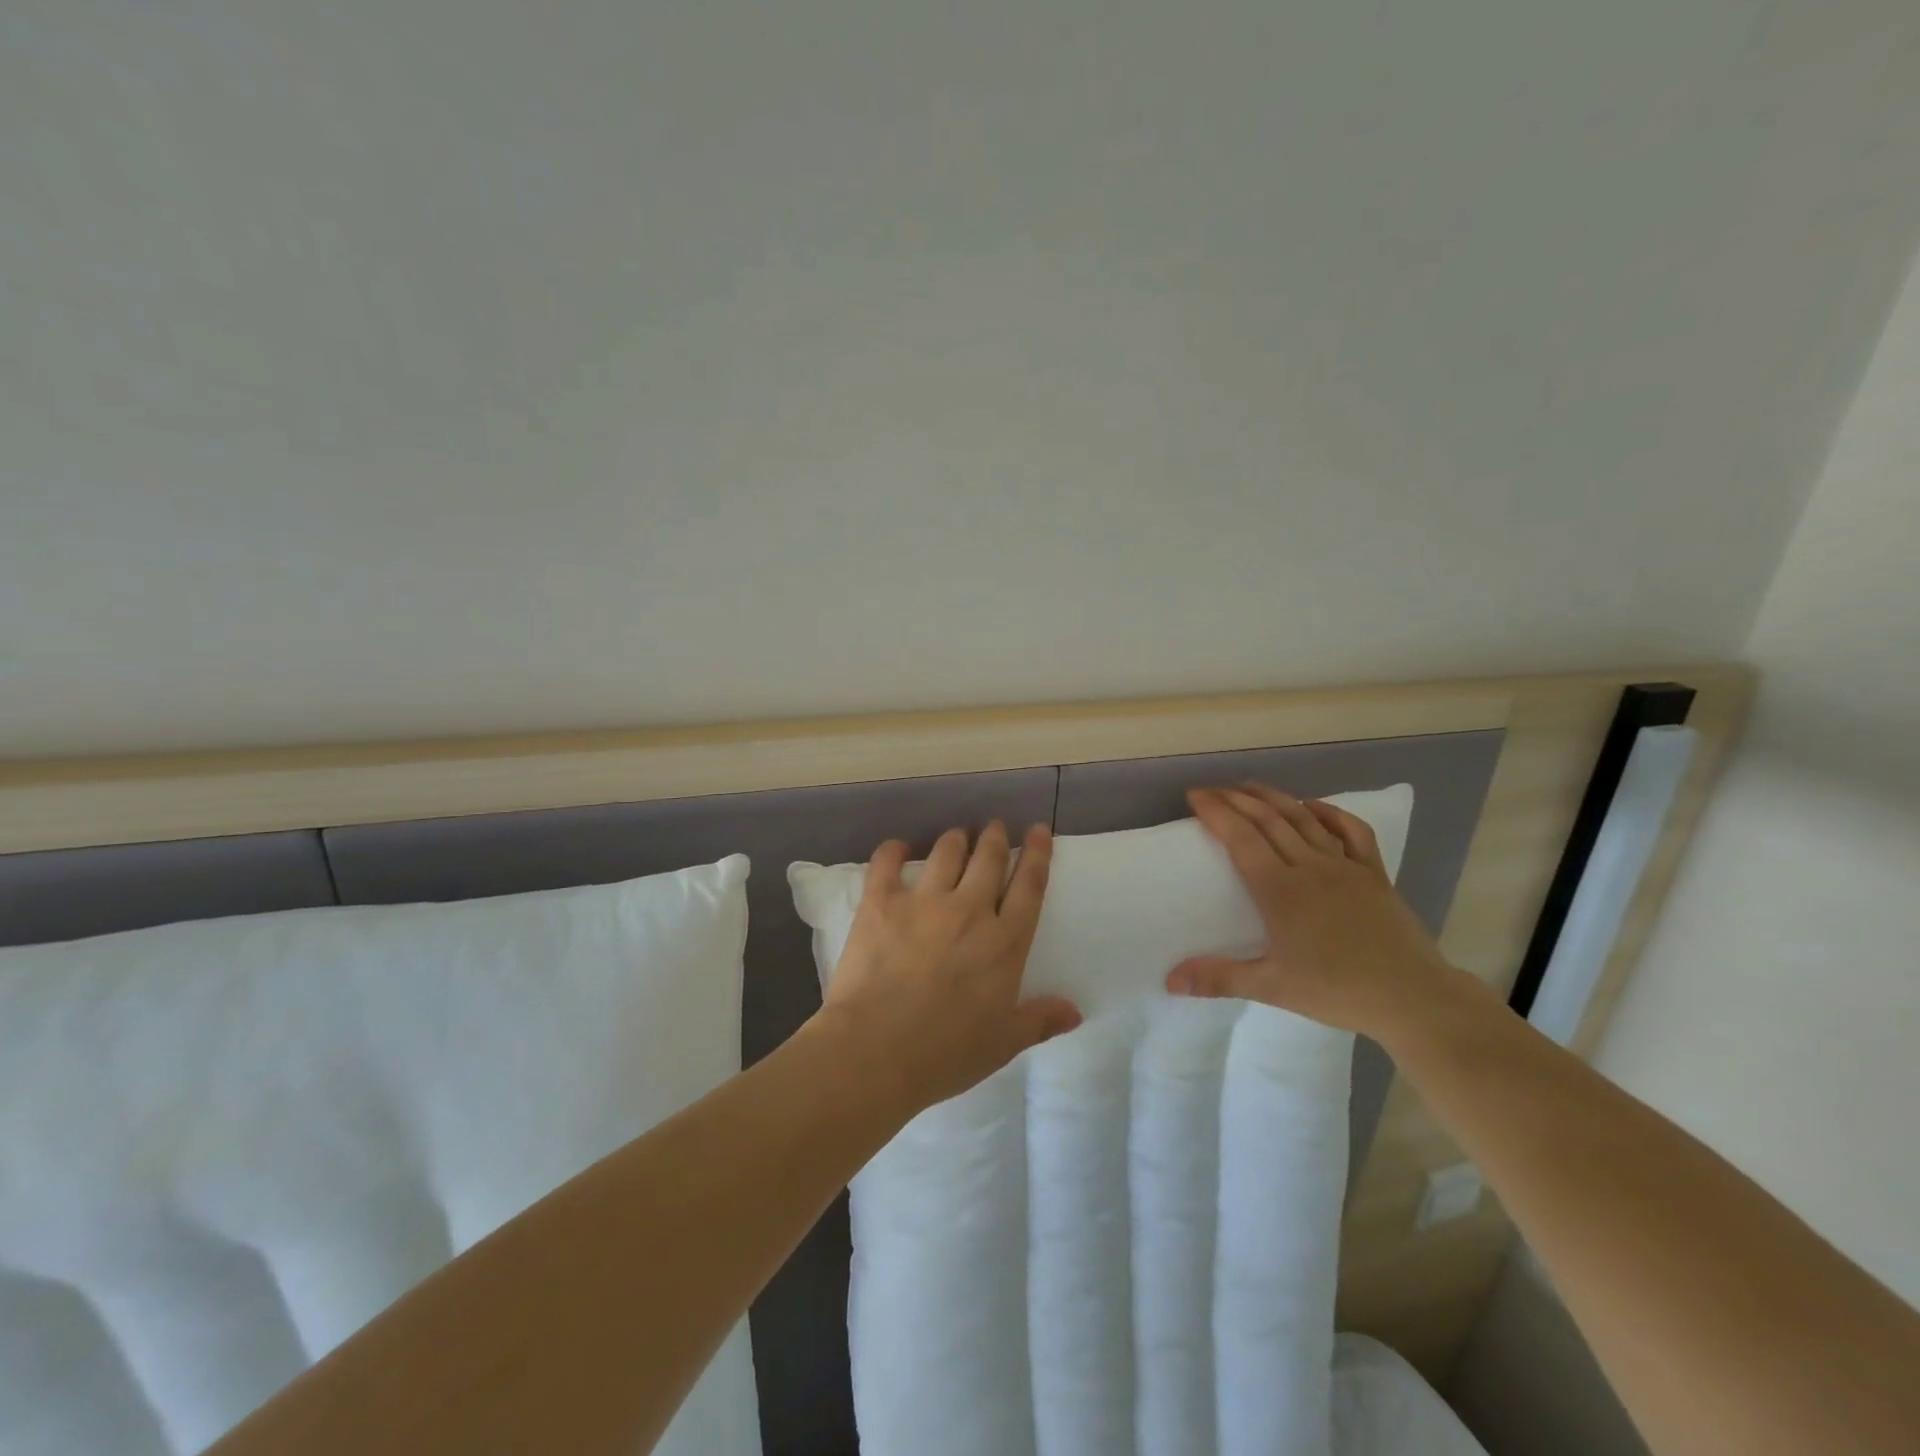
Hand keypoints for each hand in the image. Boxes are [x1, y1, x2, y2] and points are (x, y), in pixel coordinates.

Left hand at [820, 821, 1082, 1110]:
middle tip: (995, 827)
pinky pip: (888, 862)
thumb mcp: (1002, 1044)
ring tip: (957, 836)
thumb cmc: (945, 1053)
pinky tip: (899, 847)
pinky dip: (895, 850)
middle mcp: (970, 910)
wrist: (875, 1051)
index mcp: (1004, 943)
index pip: (1029, 886)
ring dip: (956, 839)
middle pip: (989, 858)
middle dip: (995, 837)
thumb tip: (1076, 1011)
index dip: (1037, 854)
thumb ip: (1039, 1021)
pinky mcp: (882, 902)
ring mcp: (924, 902)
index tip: (1038, 830)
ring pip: (946, 852)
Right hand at [1165, 783, 1460, 1039]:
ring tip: (1249, 786)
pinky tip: (1312, 805)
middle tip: (1211, 789)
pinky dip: (1329, 812)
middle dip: (1236, 798)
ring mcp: (1345, 866)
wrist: (1414, 998)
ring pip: (1303, 818)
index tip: (1194, 796)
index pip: (1240, 837)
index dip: (1215, 811)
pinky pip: (1351, 830)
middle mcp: (1310, 866)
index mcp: (1280, 889)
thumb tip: (1169, 980)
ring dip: (1273, 797)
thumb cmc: (1338, 991)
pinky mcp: (1374, 873)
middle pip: (1268, 819)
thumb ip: (1219, 978)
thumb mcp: (1272, 988)